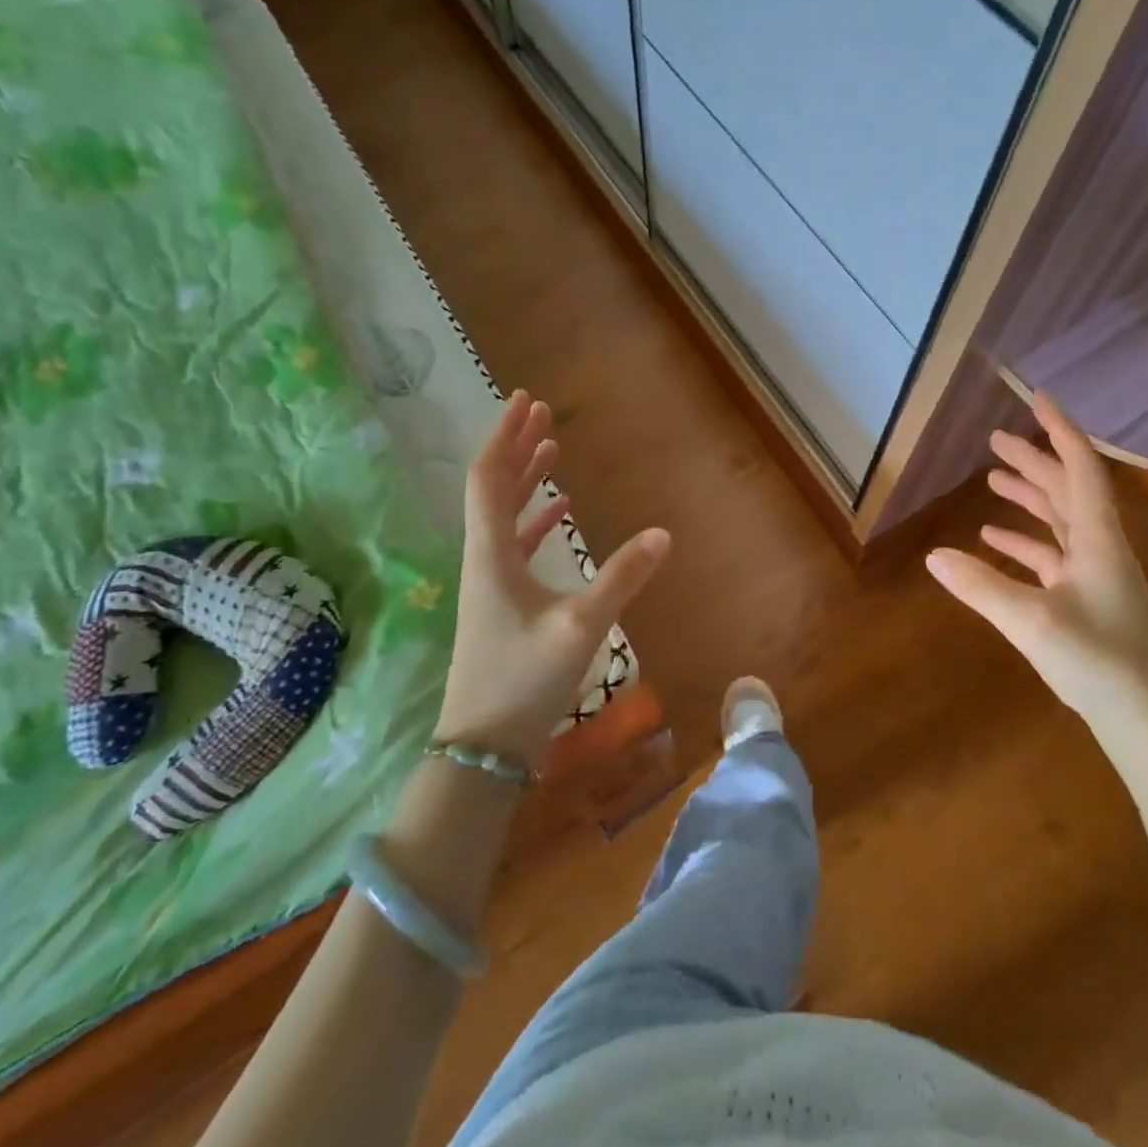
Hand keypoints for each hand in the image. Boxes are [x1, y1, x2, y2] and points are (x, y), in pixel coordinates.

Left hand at [437, 390, 668, 762]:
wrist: (485, 745)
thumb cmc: (525, 681)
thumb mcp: (581, 626)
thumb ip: (622, 578)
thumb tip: (663, 534)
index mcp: (490, 554)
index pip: (490, 478)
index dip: (506, 436)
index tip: (525, 401)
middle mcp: (483, 559)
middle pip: (494, 488)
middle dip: (517, 447)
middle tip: (539, 413)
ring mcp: (490, 582)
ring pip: (503, 514)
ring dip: (526, 480)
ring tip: (550, 451)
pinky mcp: (501, 603)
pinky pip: (515, 544)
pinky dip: (534, 520)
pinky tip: (559, 515)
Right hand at [925, 391, 1147, 730]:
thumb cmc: (1098, 662)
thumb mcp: (1031, 621)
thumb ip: (980, 586)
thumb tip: (933, 555)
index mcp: (1098, 539)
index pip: (1080, 468)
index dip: (1059, 430)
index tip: (1036, 398)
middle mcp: (1100, 548)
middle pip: (1067, 489)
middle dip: (1034, 461)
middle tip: (996, 440)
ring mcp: (1096, 575)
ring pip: (1060, 521)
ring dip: (1030, 498)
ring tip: (993, 480)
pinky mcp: (1088, 600)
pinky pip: (1053, 556)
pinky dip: (1025, 542)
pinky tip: (994, 541)